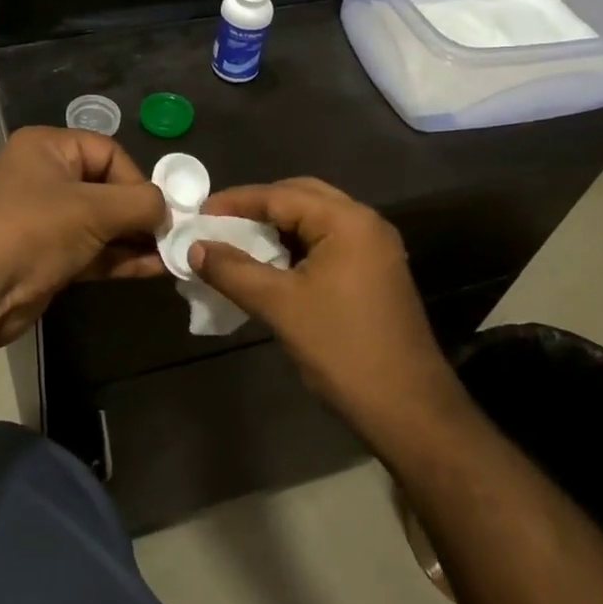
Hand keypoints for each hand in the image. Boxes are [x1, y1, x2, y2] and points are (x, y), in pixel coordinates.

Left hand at [0, 126, 166, 349]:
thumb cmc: (32, 232)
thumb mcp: (92, 210)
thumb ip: (139, 204)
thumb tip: (168, 211)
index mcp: (48, 148)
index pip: (108, 152)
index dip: (138, 179)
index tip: (160, 210)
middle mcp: (45, 177)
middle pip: (107, 187)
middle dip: (141, 212)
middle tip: (173, 235)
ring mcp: (45, 219)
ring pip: (102, 223)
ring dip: (135, 239)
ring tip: (172, 254)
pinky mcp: (48, 256)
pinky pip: (93, 250)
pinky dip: (120, 258)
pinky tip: (154, 269)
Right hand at [190, 178, 453, 426]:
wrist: (407, 408)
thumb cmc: (341, 349)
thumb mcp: (279, 306)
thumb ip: (233, 271)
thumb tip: (195, 248)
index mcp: (347, 221)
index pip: (281, 195)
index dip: (236, 202)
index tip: (199, 214)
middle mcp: (366, 224)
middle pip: (302, 197)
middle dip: (258, 207)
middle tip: (219, 223)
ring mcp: (375, 249)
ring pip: (316, 221)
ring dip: (277, 227)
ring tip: (238, 242)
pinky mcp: (376, 273)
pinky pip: (328, 244)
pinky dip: (296, 247)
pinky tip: (271, 265)